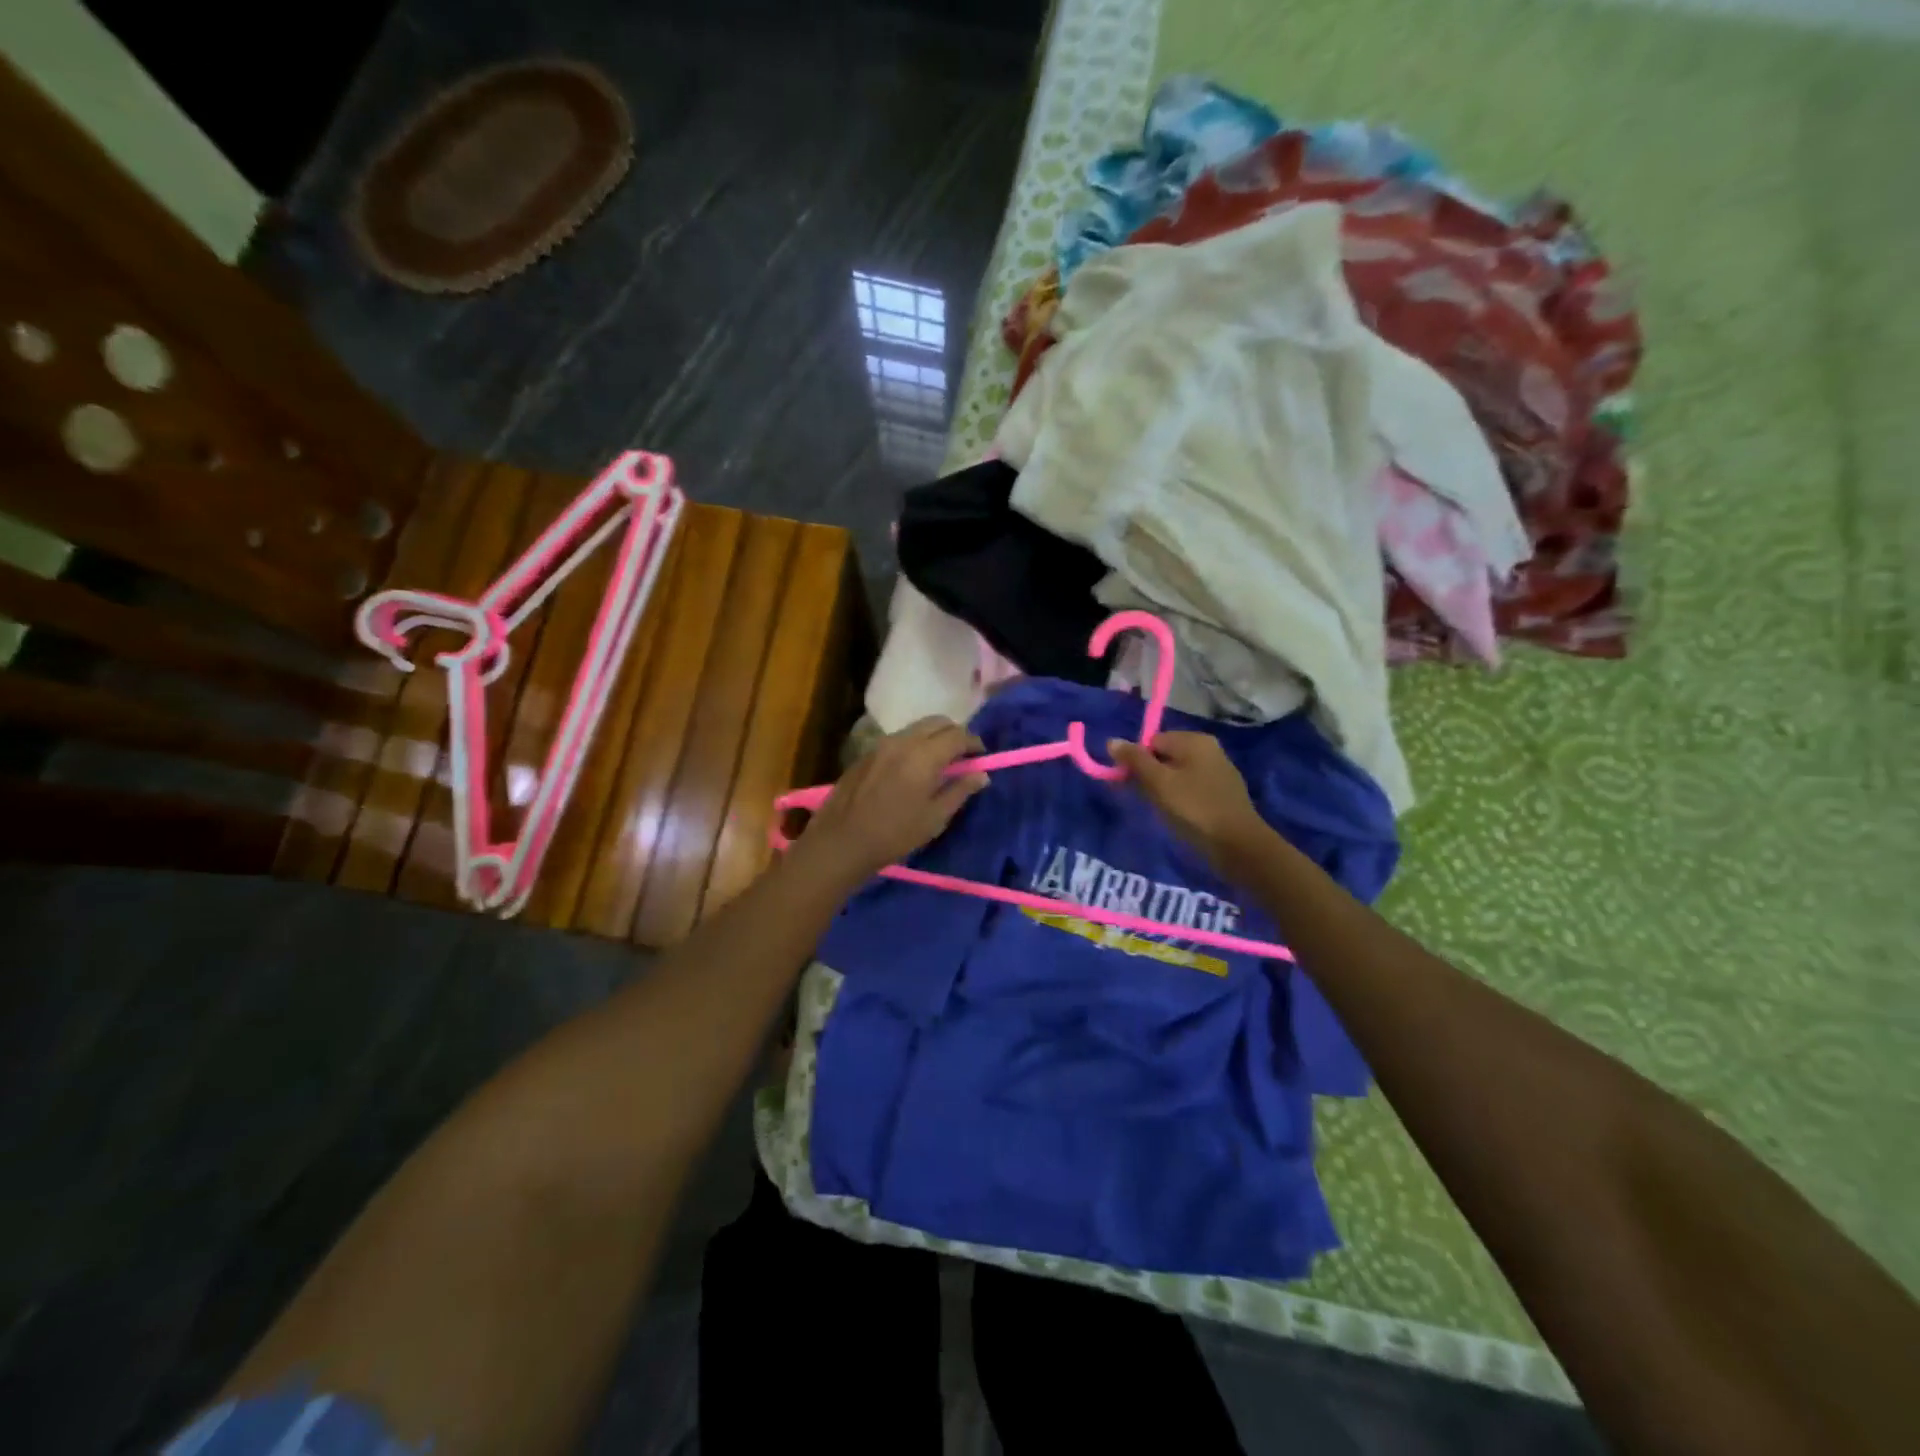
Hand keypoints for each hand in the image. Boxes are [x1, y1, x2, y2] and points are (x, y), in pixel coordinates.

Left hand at [798, 717, 989, 881]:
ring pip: (916, 728)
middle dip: (954, 733)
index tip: (981, 757)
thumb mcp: (934, 818)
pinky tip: (913, 768)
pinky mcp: (867, 753)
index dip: (974, 743)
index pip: (958, 735)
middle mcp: (903, 741)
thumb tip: (981, 775)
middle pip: (937, 722)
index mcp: (924, 755)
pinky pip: (899, 739)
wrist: (841, 841)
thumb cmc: (894, 834)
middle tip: (962, 756)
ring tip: (939, 762)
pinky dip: (914, 744)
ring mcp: (881, 744)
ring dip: (933, 737)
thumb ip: (960, 791)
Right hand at [1108, 731, 1269, 871]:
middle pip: (1164, 756)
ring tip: (1160, 810)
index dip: (1136, 761)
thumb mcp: (1158, 782)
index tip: (1128, 784)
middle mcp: (1208, 749)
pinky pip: (1191, 788)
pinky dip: (1179, 799)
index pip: (1152, 741)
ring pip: (1177, 774)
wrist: (1238, 845)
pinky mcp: (1222, 793)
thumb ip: (1134, 760)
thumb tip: (1112, 741)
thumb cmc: (1194, 808)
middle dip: (1148, 776)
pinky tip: (1178, 816)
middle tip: (1143, 799)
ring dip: (1162, 789)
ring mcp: (1218, 771)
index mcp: (1194, 740)